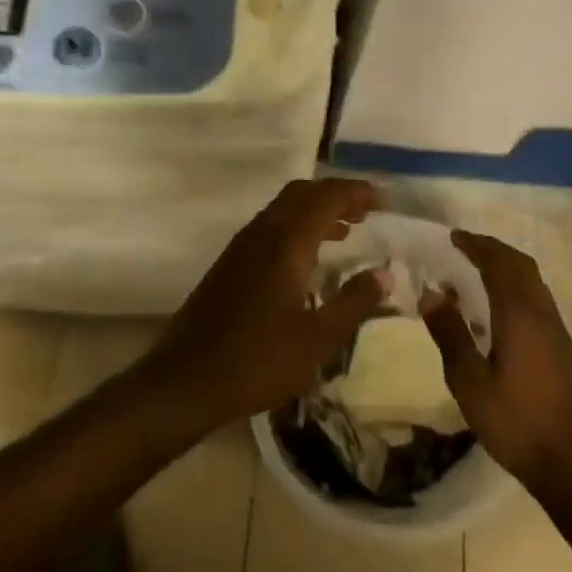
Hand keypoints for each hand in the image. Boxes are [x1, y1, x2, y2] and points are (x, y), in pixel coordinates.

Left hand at [145, 178, 385, 428]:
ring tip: (346, 231)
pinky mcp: (230, 263)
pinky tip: (308, 259)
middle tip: (366, 212)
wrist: (186, 380)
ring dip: (316, 210)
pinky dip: (297, 227)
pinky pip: (271, 226)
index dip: (358, 192)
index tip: (384, 200)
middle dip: (336, 195)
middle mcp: (263, 232)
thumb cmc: (258, 360)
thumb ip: (354, 302)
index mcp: (286, 242)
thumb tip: (385, 273)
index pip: (327, 197)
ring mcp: (242, 246)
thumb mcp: (318, 339)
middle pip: (303, 193)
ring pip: (284, 208)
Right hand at [422, 230, 571, 499]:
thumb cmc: (516, 422)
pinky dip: (515, 287)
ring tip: (476, 273)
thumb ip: (450, 334)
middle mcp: (542, 312)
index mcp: (519, 314)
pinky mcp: (562, 347)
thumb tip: (430, 293)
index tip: (453, 237)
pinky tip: (497, 311)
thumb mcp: (470, 382)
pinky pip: (537, 299)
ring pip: (532, 281)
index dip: (476, 245)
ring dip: (506, 267)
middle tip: (464, 247)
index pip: (498, 263)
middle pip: (520, 265)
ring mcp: (557, 329)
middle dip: (492, 250)